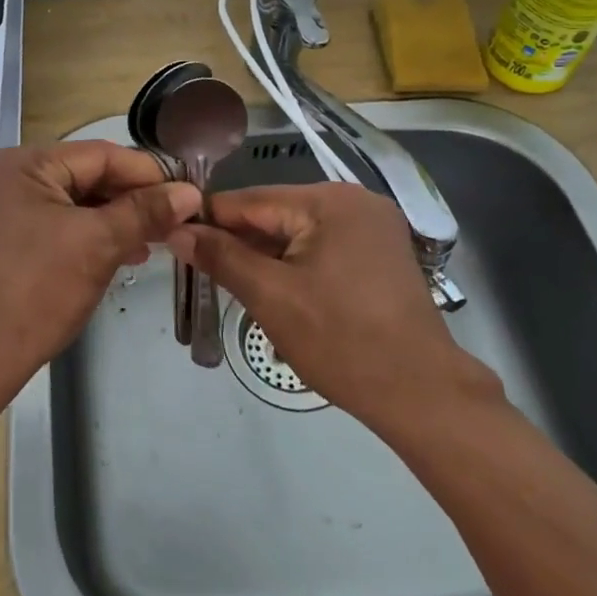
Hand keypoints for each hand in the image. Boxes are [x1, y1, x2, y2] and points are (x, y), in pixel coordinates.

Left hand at [0, 142, 200, 397]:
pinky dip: (90, 236)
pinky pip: (57, 225)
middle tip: (176, 222)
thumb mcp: (99, 244)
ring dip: (115, 220)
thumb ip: (145, 211)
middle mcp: (8, 177)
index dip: (148, 174)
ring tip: (156, 241)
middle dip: (132, 200)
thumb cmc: (38, 289)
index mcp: (24, 163)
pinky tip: (122, 254)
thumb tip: (189, 192)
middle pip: (86, 176)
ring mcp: (3, 210)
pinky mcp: (4, 240)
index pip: (101, 155)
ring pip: (74, 203)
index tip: (187, 194)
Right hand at [167, 183, 502, 440]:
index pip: (252, 200)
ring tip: (230, 284)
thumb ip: (221, 257)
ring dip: (266, 258)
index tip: (173, 237)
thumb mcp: (271, 297)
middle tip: (198, 270)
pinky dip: (296, 266)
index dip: (209, 220)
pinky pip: (322, 248)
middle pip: (277, 215)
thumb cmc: (342, 341)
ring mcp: (373, 228)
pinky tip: (275, 291)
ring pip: (298, 234)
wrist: (423, 395)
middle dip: (239, 242)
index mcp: (330, 201)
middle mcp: (355, 201)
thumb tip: (177, 231)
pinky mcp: (381, 254)